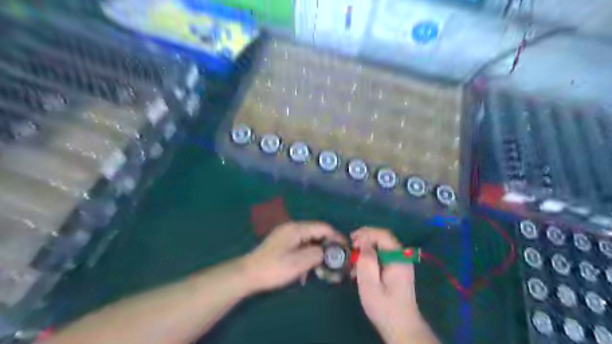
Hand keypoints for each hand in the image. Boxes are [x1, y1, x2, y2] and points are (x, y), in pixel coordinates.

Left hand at [243, 223, 346, 292]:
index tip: (346, 249)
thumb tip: (328, 251)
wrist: (248, 274)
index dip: (336, 237)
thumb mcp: (299, 262)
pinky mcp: (282, 244)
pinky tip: (306, 271)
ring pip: (309, 241)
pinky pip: (301, 246)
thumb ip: (317, 253)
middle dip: (328, 246)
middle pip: (317, 233)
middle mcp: (292, 228)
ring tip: (322, 269)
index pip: (323, 227)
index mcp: (297, 228)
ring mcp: (286, 235)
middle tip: (336, 260)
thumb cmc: (274, 268)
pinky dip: (307, 256)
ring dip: (317, 253)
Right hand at [352, 228, 431, 342]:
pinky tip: (360, 269)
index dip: (366, 233)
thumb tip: (363, 242)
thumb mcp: (370, 285)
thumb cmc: (384, 308)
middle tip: (350, 248)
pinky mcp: (396, 269)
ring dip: (366, 250)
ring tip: (353, 262)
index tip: (351, 241)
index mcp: (398, 258)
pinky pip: (382, 255)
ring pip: (381, 246)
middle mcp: (401, 257)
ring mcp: (400, 262)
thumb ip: (366, 262)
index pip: (383, 235)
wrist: (401, 327)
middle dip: (364, 240)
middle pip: (382, 238)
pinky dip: (370, 257)